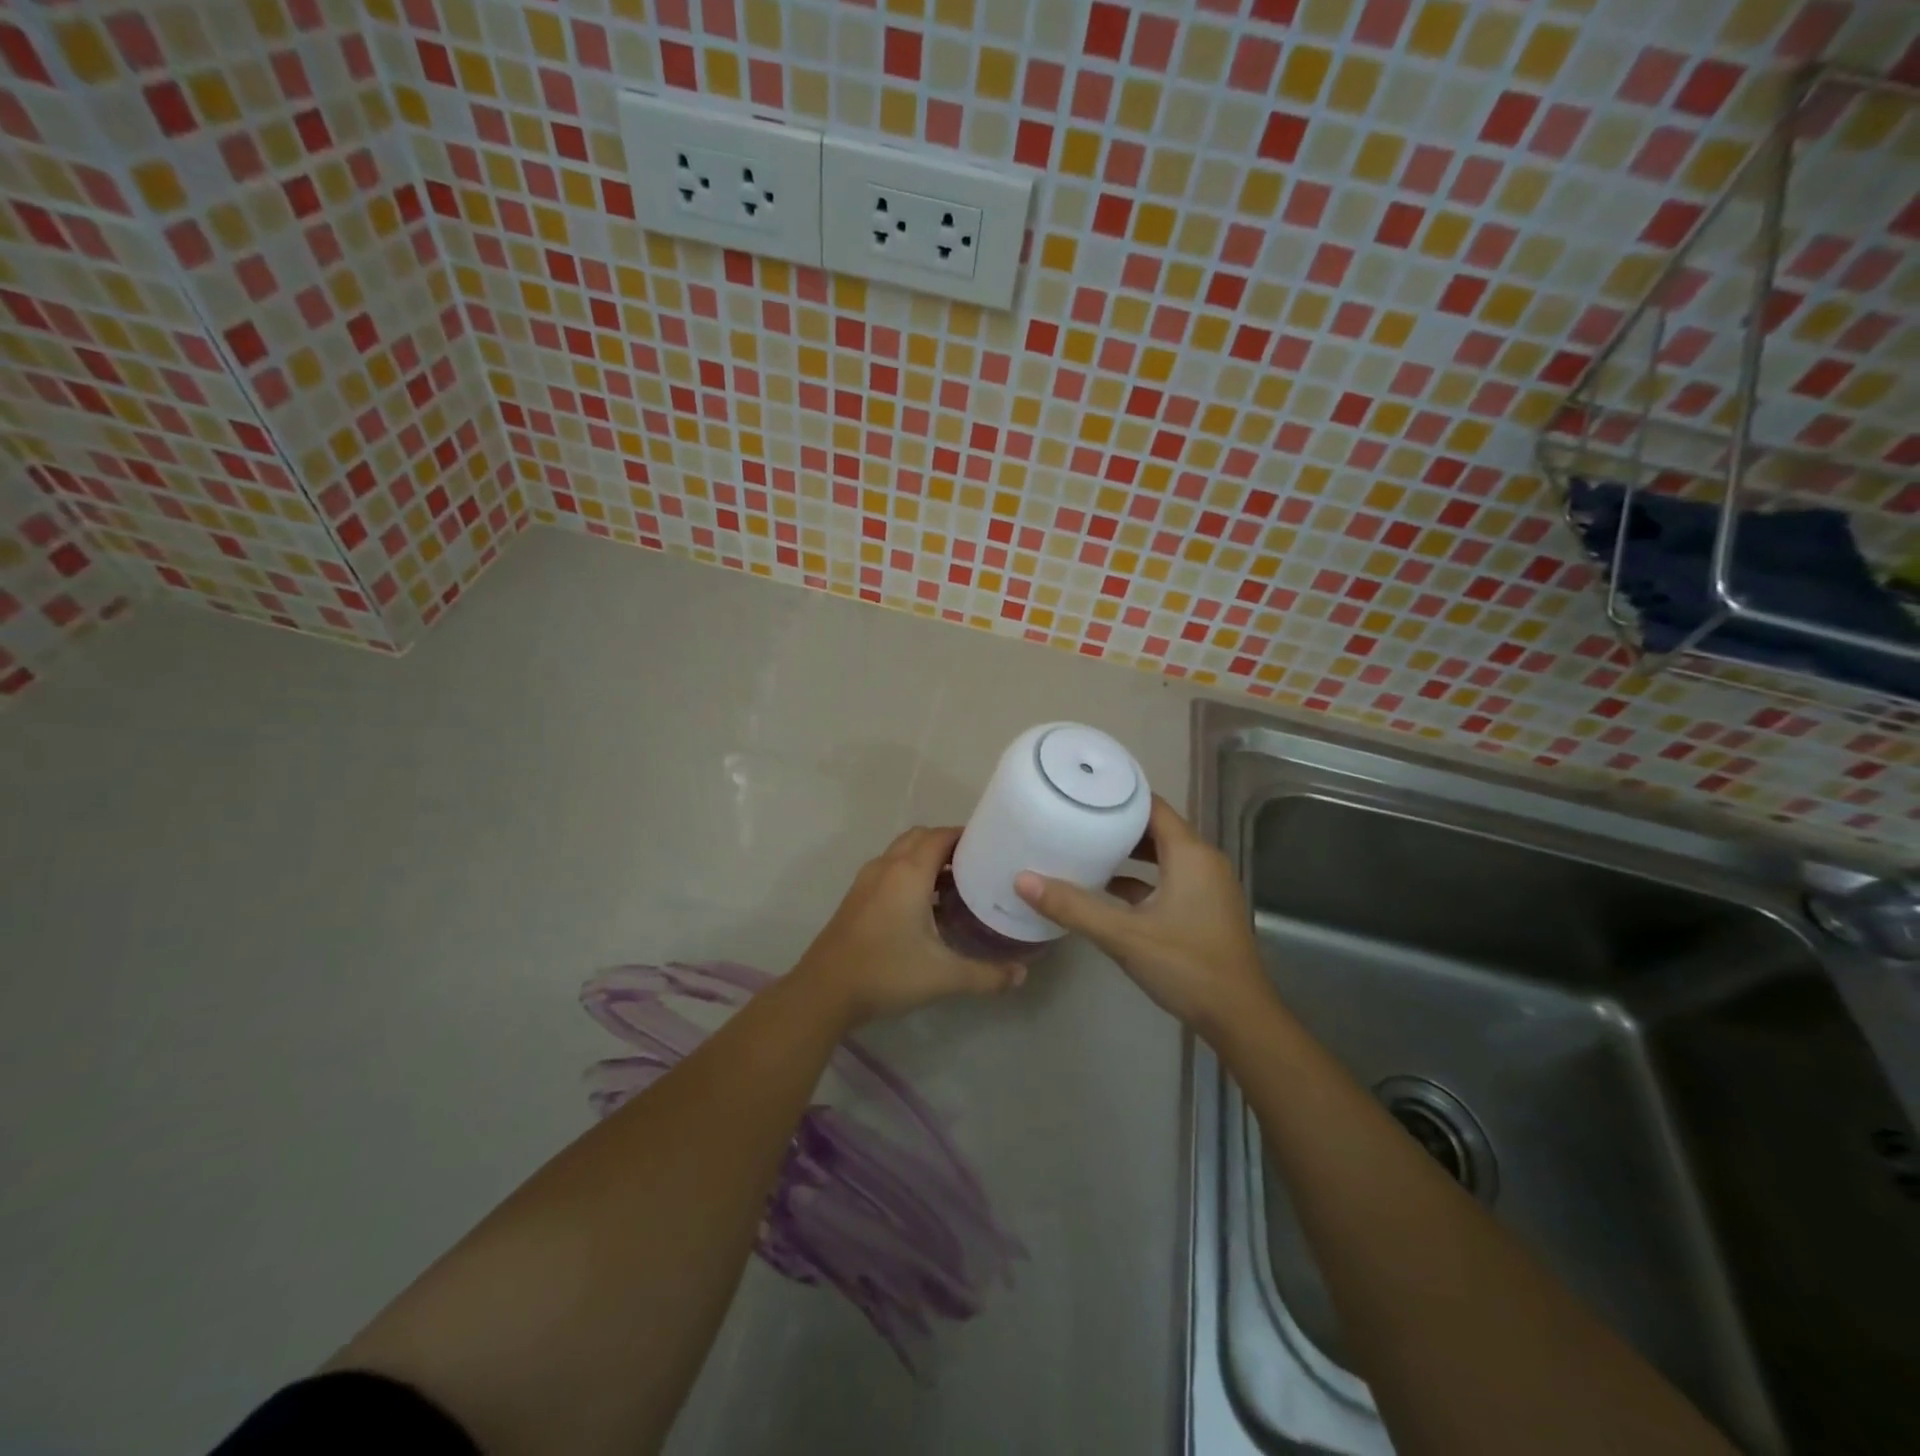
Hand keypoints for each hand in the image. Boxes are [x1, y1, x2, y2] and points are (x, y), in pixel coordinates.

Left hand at [794, 826, 1024, 1028]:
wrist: (824, 992)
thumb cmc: (886, 972)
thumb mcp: (943, 976)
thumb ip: (987, 975)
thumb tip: (1022, 974)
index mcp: (908, 873)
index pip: (941, 835)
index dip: (966, 835)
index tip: (992, 847)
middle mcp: (886, 867)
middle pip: (920, 838)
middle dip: (948, 844)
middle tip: (977, 865)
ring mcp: (867, 882)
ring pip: (901, 854)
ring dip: (927, 859)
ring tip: (957, 885)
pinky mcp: (856, 898)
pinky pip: (889, 871)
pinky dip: (910, 874)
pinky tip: (926, 907)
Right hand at [1014, 795, 1269, 1035]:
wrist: (1239, 1018)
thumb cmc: (1186, 966)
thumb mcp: (1124, 935)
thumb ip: (1074, 906)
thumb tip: (1022, 880)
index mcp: (1190, 854)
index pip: (1153, 806)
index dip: (1119, 796)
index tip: (1082, 793)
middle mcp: (1203, 861)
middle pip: (1157, 828)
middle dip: (1118, 823)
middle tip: (1076, 819)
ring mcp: (1207, 886)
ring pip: (1163, 856)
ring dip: (1129, 853)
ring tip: (1086, 849)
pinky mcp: (1204, 909)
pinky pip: (1169, 879)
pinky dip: (1141, 879)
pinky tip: (1108, 891)